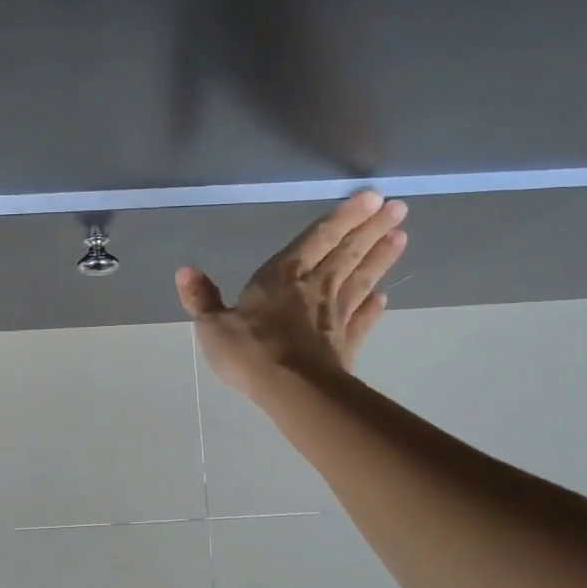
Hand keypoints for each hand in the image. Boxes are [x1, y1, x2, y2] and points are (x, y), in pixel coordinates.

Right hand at [176, 192, 407, 397]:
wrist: (292, 389)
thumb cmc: (250, 350)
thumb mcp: (213, 325)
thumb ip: (202, 298)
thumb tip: (185, 270)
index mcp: (282, 276)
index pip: (318, 238)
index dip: (344, 217)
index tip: (372, 197)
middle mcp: (315, 287)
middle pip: (348, 252)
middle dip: (372, 228)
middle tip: (399, 208)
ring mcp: (335, 315)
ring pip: (361, 278)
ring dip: (380, 258)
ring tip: (401, 237)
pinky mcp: (346, 343)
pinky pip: (362, 319)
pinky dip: (374, 307)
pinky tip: (384, 297)